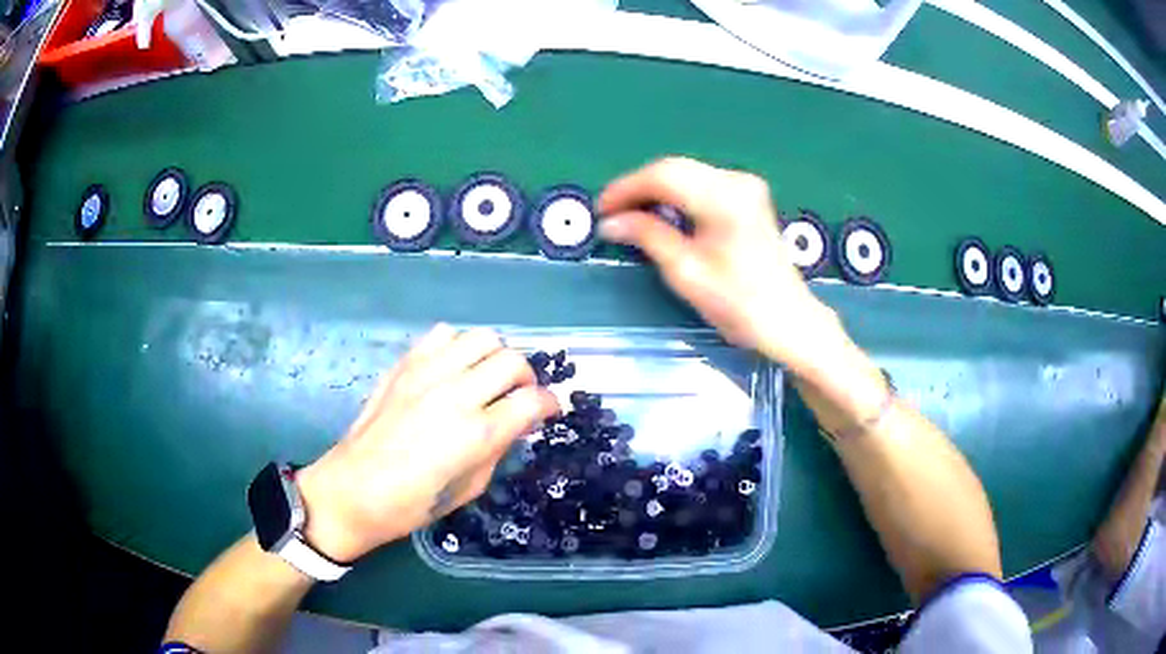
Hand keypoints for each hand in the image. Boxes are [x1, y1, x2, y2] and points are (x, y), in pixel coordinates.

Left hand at [295, 325, 559, 562]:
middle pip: (512, 360)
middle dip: (528, 377)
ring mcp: (427, 374)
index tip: (550, 411)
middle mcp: (455, 394)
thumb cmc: (411, 504)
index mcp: (476, 433)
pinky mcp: (404, 365)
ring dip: (495, 356)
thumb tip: (515, 424)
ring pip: (482, 337)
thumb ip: (497, 449)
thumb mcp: (468, 488)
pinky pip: (443, 335)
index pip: (532, 401)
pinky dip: (458, 346)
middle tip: (520, 396)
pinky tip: (453, 368)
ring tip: (487, 378)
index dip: (551, 404)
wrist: (352, 489)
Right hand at [597, 157, 843, 371]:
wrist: (789, 321)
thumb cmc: (739, 304)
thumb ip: (647, 236)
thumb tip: (610, 222)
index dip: (626, 189)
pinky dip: (677, 194)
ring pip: (687, 173)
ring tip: (630, 214)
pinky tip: (662, 212)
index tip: (600, 209)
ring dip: (656, 189)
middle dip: (638, 186)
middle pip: (674, 168)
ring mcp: (746, 185)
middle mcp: (736, 181)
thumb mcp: (686, 272)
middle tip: (611, 213)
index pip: (663, 176)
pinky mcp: (749, 196)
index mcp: (724, 198)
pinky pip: (702, 183)